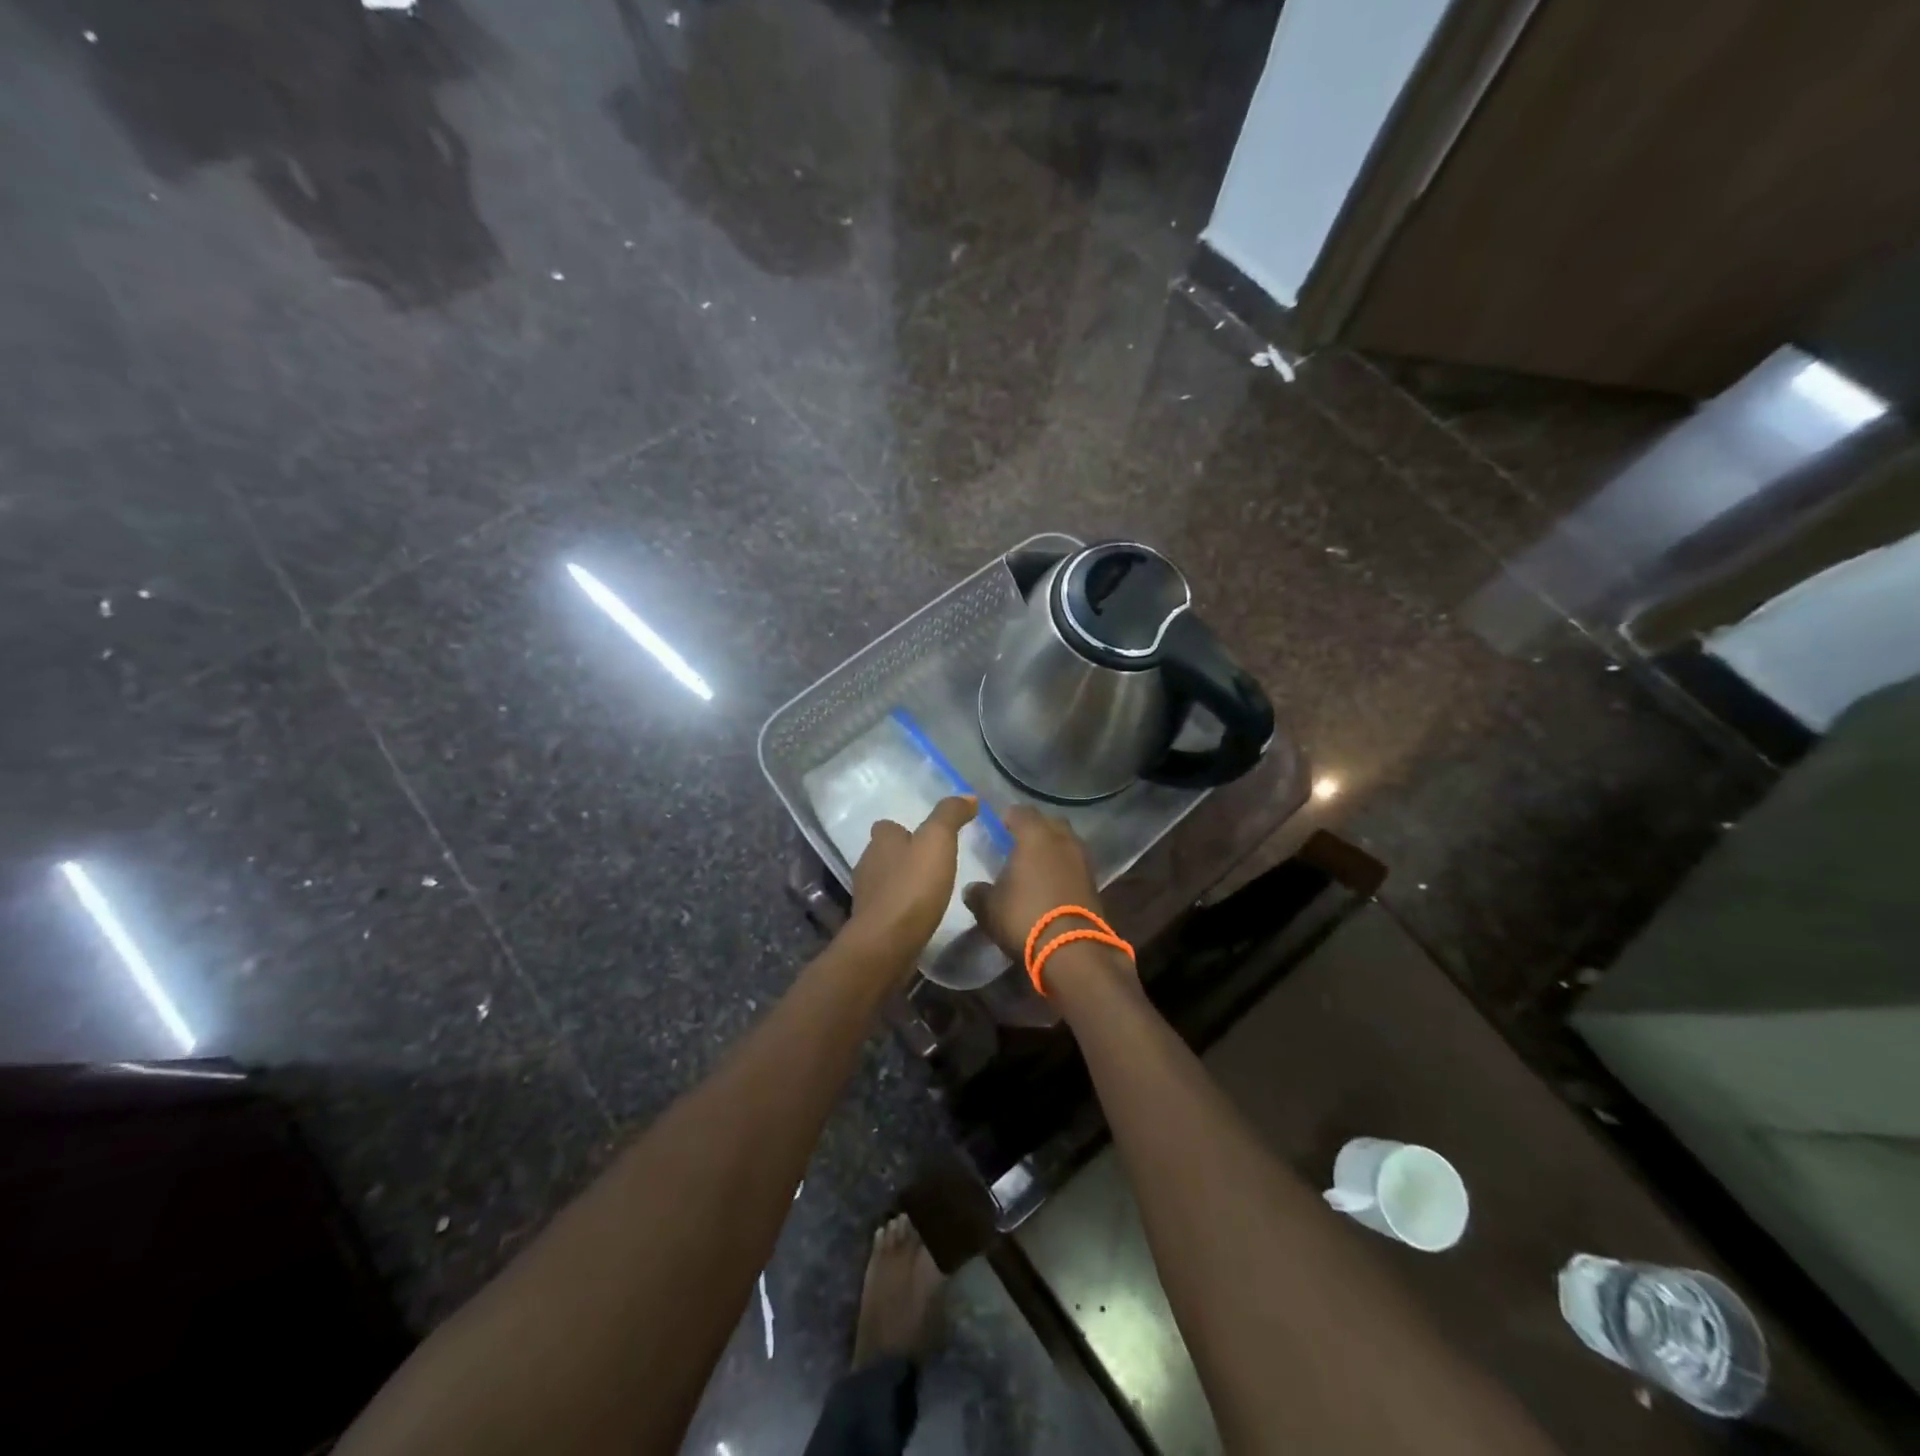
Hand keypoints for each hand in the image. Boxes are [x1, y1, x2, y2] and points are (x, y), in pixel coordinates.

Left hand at [843, 796, 977, 970]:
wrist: (887, 943)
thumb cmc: (913, 887)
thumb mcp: (938, 841)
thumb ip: (950, 815)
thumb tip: (967, 796)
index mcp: (881, 841)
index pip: (887, 827)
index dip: (905, 830)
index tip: (928, 838)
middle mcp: (868, 863)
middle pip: (886, 853)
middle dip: (905, 856)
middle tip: (934, 863)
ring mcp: (867, 895)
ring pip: (886, 880)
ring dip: (904, 882)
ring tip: (931, 889)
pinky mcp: (872, 923)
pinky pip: (889, 907)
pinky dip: (903, 906)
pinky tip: (921, 914)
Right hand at [961, 807, 1112, 958]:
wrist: (1072, 949)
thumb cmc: (1024, 917)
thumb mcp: (989, 908)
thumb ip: (978, 893)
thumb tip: (973, 889)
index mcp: (1034, 835)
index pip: (1020, 812)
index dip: (1008, 818)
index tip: (998, 828)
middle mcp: (1062, 839)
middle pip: (1049, 822)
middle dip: (1035, 829)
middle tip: (1018, 844)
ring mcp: (1082, 859)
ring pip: (1066, 842)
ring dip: (1053, 848)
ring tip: (1036, 865)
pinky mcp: (1094, 881)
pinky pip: (1075, 863)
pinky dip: (1064, 868)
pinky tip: (1052, 883)